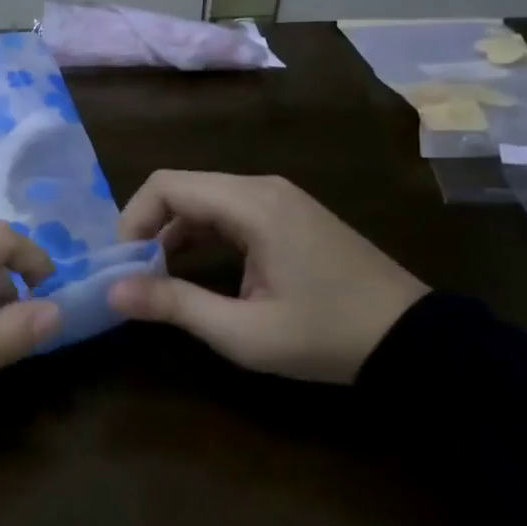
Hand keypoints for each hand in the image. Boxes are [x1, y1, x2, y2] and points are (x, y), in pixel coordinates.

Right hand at [107, 171, 427, 383]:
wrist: (413, 340)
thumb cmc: (326, 335)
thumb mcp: (244, 331)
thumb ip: (175, 305)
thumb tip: (113, 291)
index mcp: (252, 204)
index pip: (166, 185)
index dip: (132, 219)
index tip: (122, 265)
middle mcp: (262, 188)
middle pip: (183, 188)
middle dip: (148, 227)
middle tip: (135, 275)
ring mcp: (280, 198)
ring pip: (204, 199)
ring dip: (173, 232)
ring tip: (160, 278)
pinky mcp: (290, 215)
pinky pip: (229, 211)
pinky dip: (202, 234)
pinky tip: (197, 270)